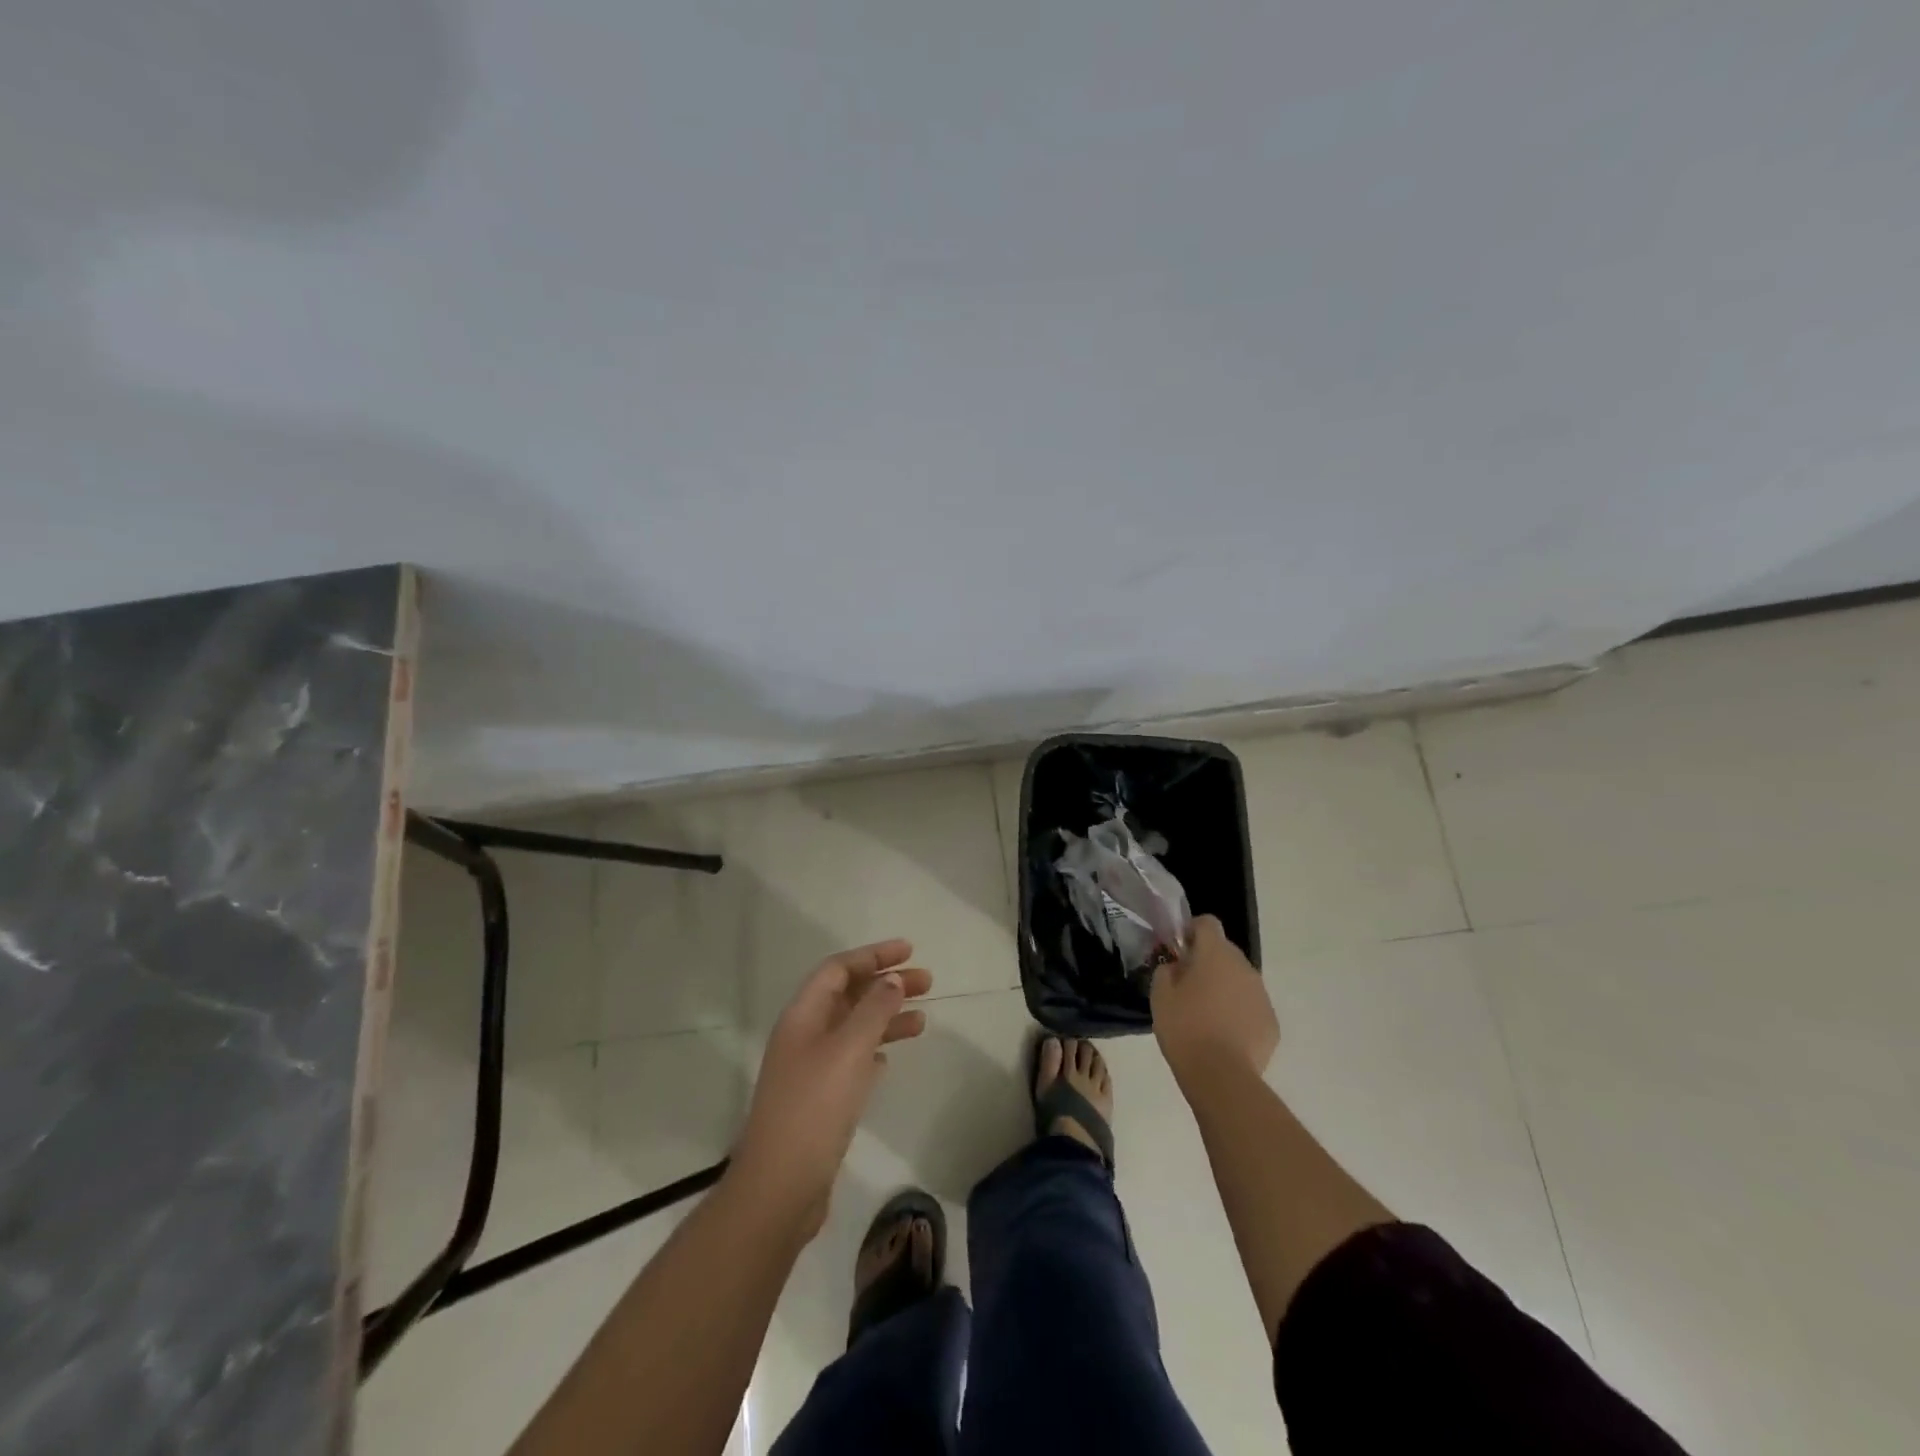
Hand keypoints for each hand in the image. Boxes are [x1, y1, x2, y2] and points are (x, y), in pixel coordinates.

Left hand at [733, 940, 931, 1235]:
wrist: (780, 1187)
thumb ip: (874, 1010)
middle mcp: (804, 1035)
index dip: (873, 955)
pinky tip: (892, 1057)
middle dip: (886, 984)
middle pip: (849, 996)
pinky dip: (874, 1050)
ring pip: (854, 1029)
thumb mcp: (849, 1050)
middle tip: (927, 982)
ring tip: (923, 1021)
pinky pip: (852, 1060)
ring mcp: (810, 1069)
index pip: (838, 969)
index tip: (909, 951)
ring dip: (886, 1018)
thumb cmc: (814, 1108)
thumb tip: (892, 980)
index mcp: (803, 1015)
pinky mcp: (820, 1100)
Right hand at [1150, 915, 1276, 1087]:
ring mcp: (1261, 995)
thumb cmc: (1184, 1028)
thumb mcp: (1160, 994)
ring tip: (1206, 1014)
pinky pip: (1251, 1006)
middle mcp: (1244, 967)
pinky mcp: (1271, 1022)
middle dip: (1208, 961)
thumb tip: (1177, 966)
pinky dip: (1238, 1012)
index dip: (1192, 931)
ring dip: (1224, 987)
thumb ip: (1167, 970)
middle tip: (1188, 985)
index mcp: (1215, 954)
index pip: (1207, 923)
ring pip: (1240, 979)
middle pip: (1225, 951)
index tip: (1180, 950)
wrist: (1221, 1076)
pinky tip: (1223, 1035)